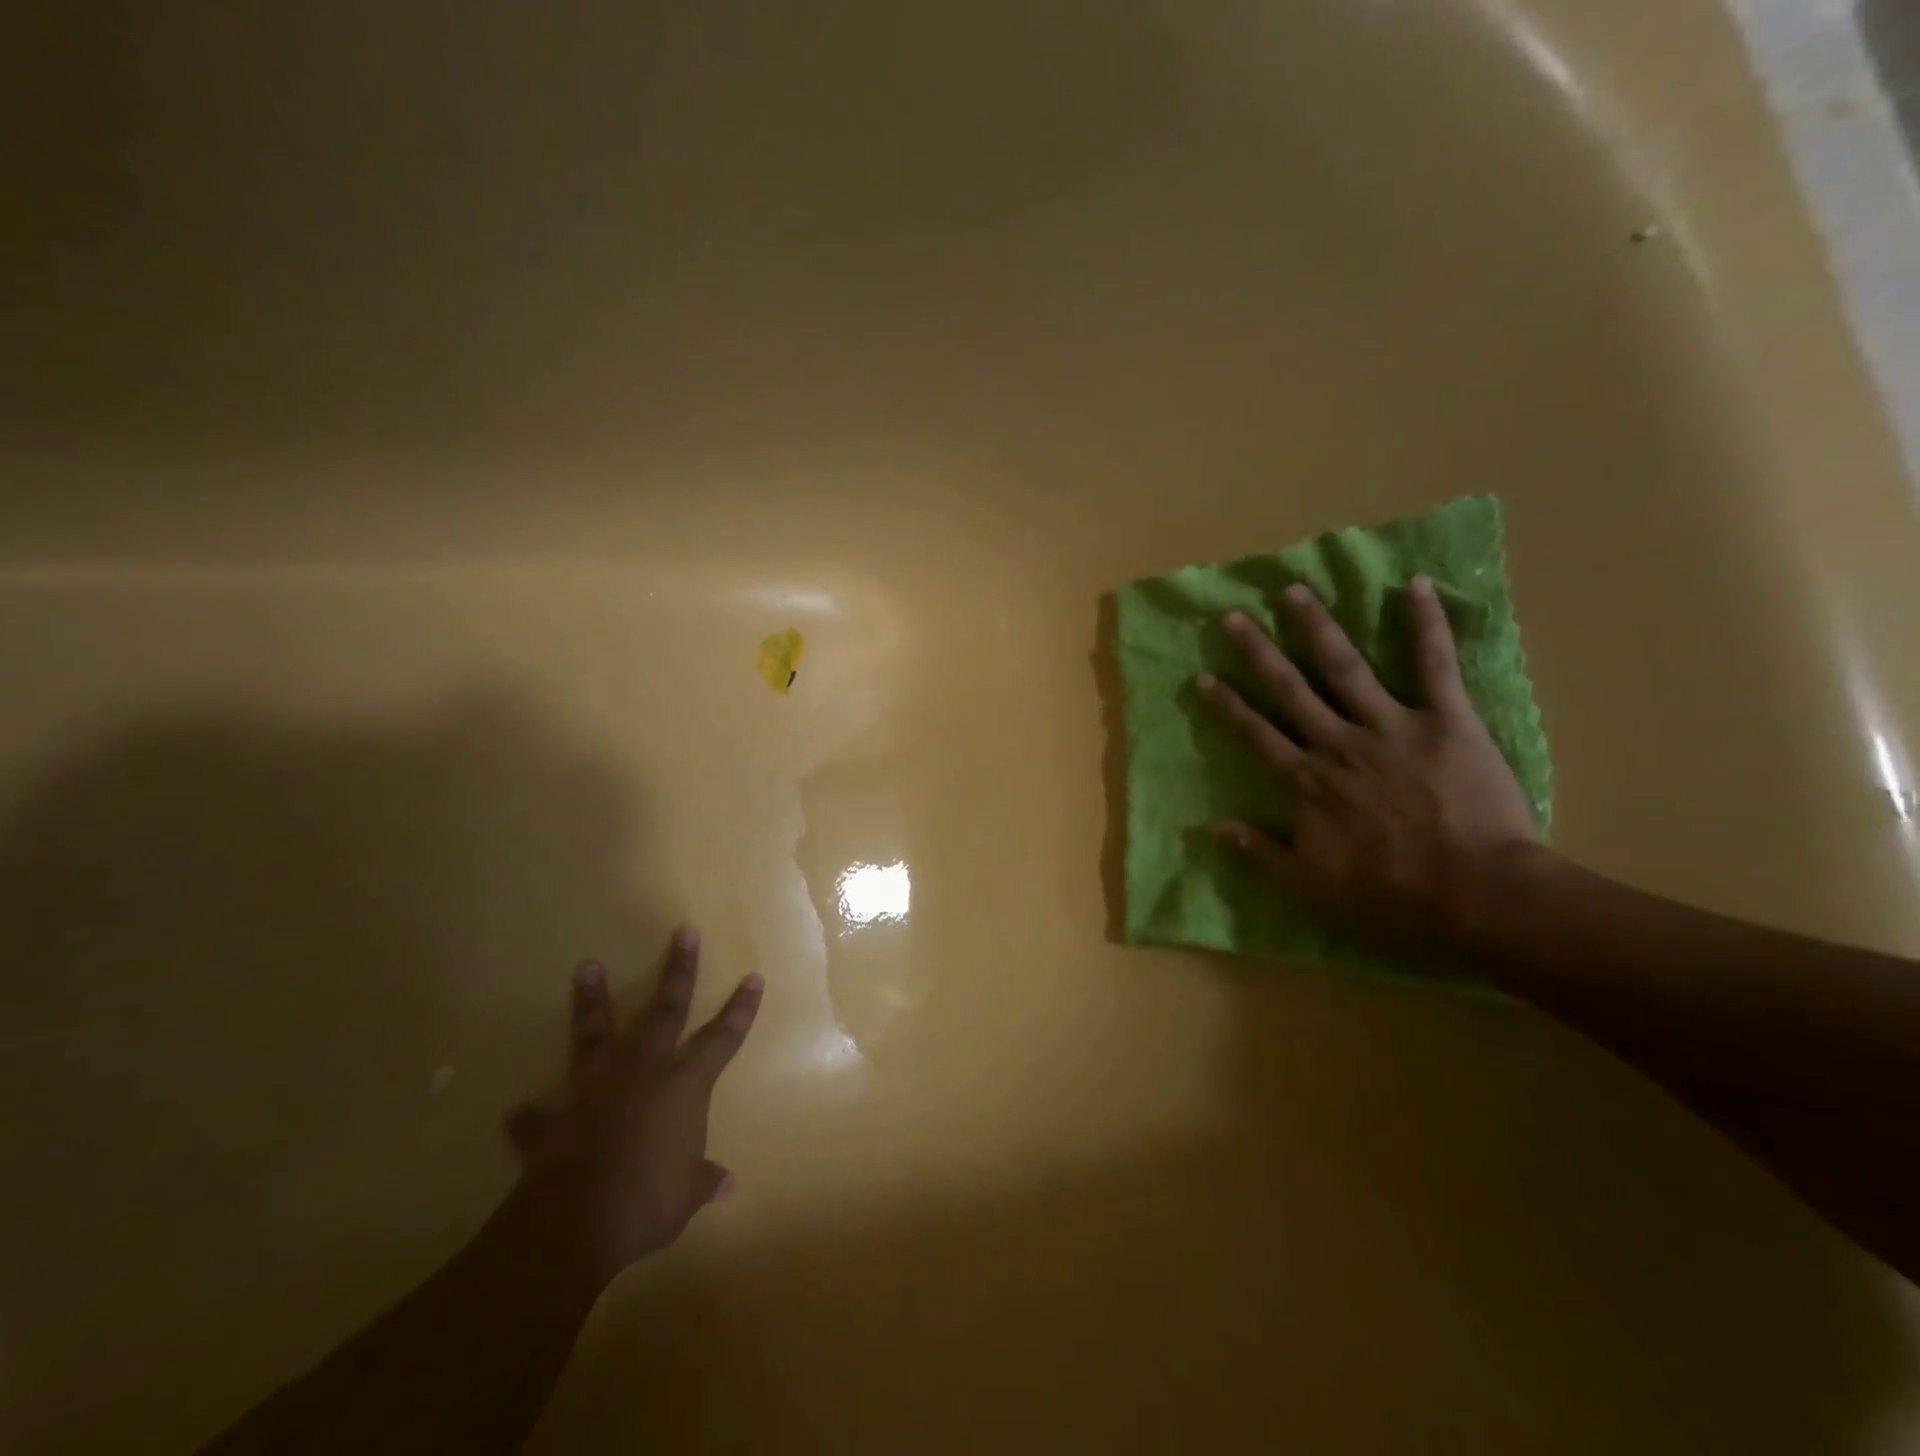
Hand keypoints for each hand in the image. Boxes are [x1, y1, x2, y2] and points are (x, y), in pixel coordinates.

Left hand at [495, 928, 762, 1296]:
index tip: (752, 978)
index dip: (740, 1009)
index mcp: (684, 1085)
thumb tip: (726, 1185)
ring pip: (596, 1031)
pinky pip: (540, 1114)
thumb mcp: (685, 1196)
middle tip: (683, 932)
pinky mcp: (555, 1117)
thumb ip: (703, 1182)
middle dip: (679, 970)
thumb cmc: (646, 1202)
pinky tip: (518, 1109)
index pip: (722, 1038)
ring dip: (592, 1000)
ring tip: (586, 966)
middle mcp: (643, 1070)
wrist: (574, 1225)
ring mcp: (596, 1087)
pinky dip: (531, 1114)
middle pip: (666, 1009)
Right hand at [1196, 577, 1539, 954]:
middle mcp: (1339, 743)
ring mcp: (1392, 726)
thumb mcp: (1310, 888)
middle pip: (1290, 689)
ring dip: (1317, 627)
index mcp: (1309, 781)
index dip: (1228, 706)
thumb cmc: (1391, 898)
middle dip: (1258, 652)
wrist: (1478, 899)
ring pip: (1345, 667)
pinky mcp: (1447, 721)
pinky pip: (1435, 666)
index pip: (1256, 734)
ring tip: (1294, 591)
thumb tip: (1213, 827)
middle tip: (1233, 617)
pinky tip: (1413, 586)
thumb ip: (1261, 853)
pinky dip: (1425, 625)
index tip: (1204, 677)